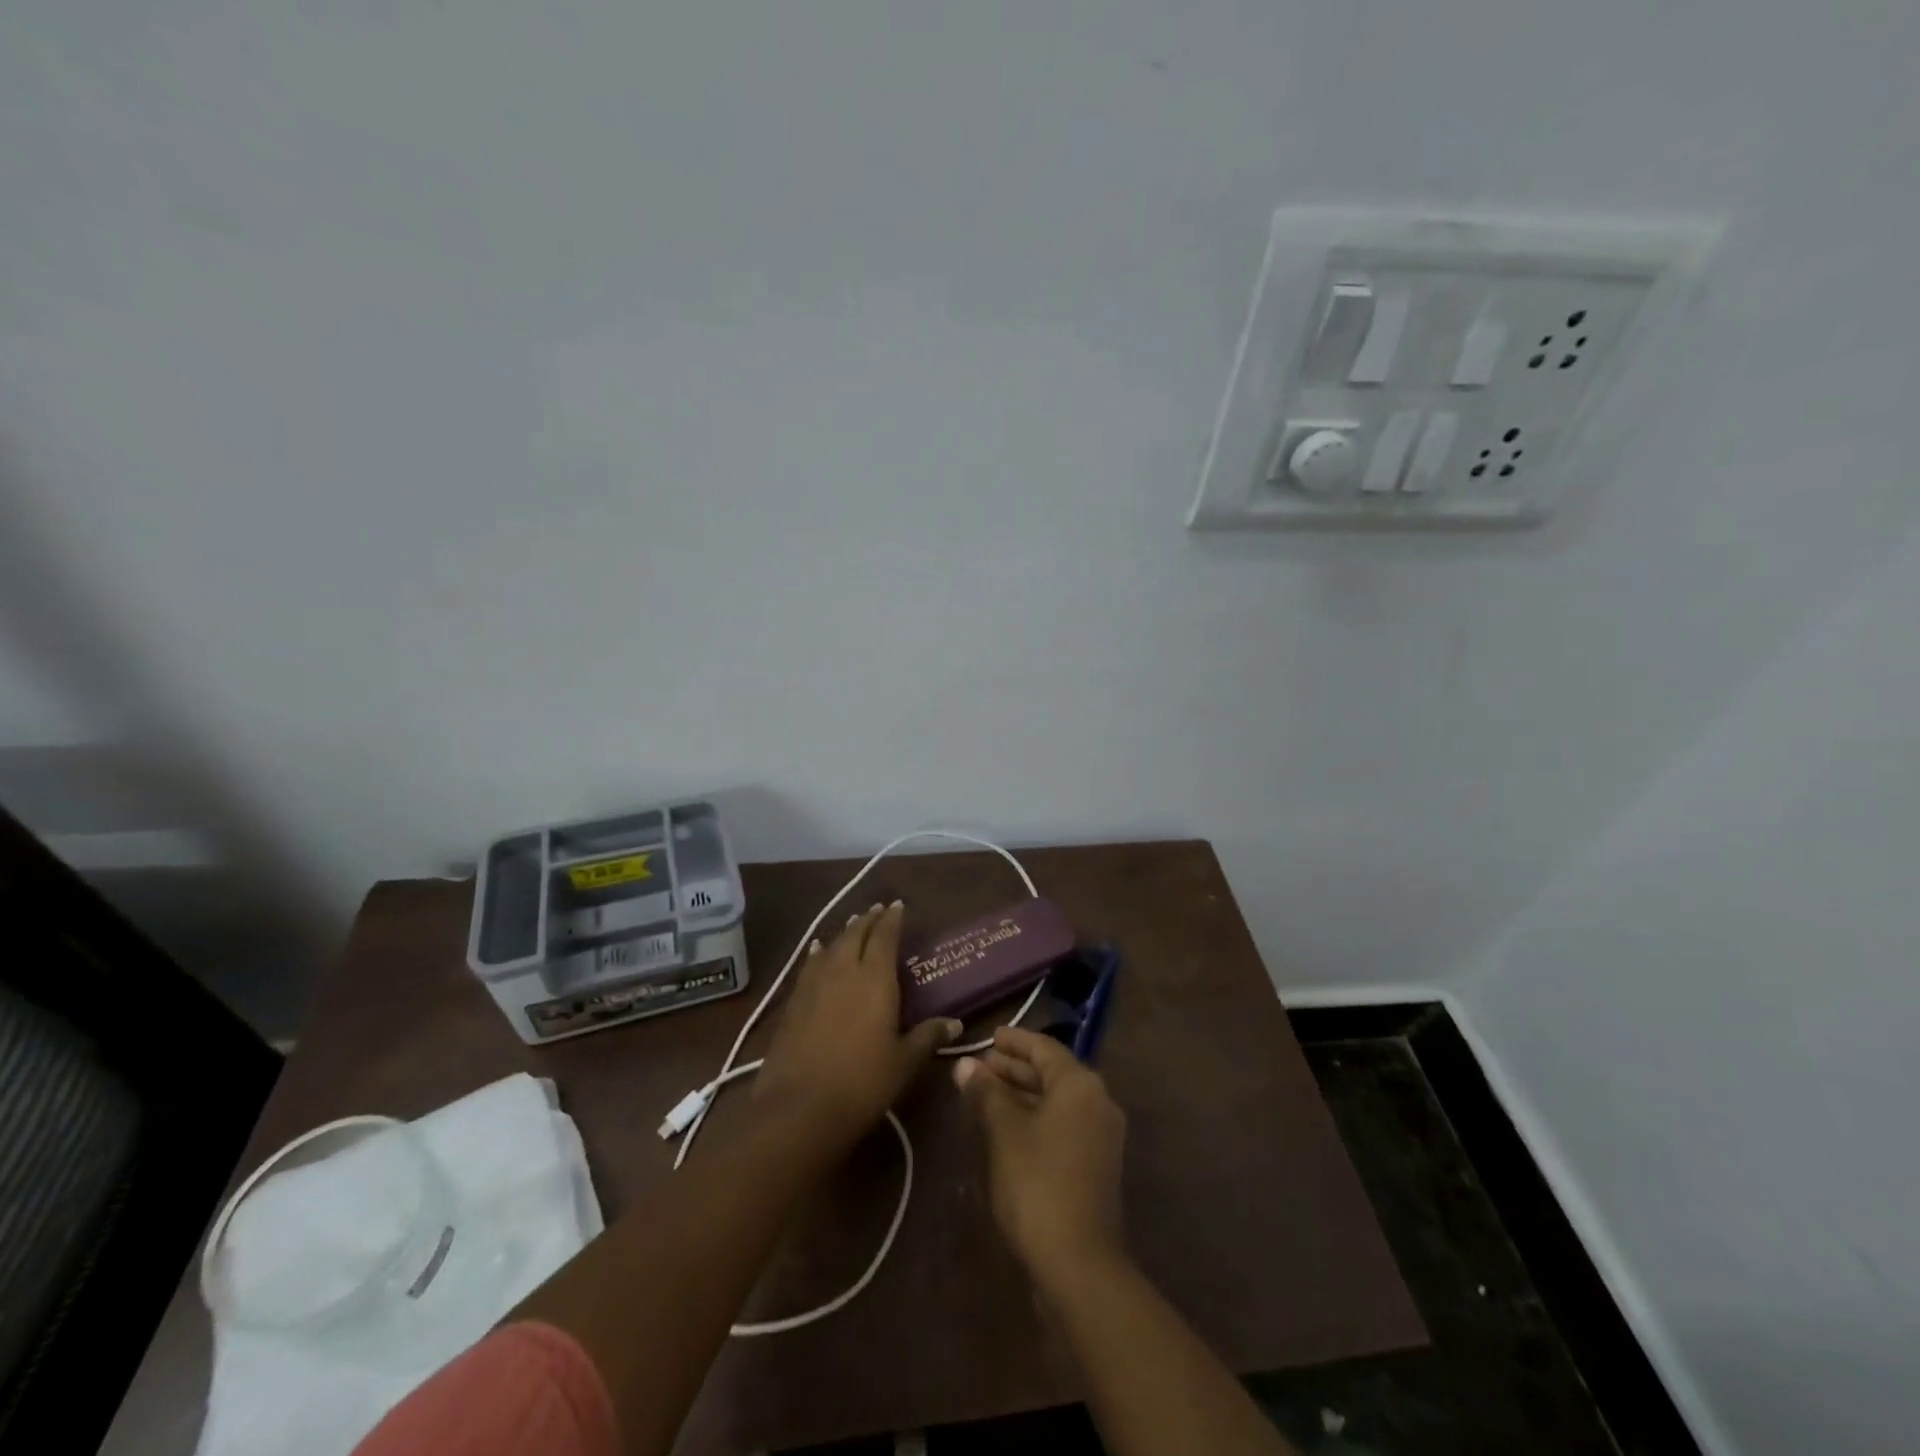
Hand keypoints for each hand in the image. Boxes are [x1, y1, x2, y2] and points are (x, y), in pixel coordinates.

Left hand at [757, 901, 960, 1147]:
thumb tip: (956, 1023)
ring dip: (844, 933)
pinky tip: (817, 953)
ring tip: (852, 924)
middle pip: (856, 935)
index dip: (892, 919)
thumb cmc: (862, 1083)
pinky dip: (818, 954)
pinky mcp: (793, 1003)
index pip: (885, 937)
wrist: (799, 1108)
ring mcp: (814, 985)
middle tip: (877, 910)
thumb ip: (928, 1037)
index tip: (897, 905)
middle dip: (868, 920)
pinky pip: (810, 966)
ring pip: (831, 947)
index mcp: (875, 979)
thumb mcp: (904, 1063)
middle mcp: (844, 971)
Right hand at [953, 1026, 1126, 1286]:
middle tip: (980, 1067)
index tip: (988, 1036)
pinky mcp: (1095, 1165)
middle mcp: (1098, 1102)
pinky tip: (1006, 1128)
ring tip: (985, 1094)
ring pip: (1056, 1101)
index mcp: (1080, 1085)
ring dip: (1022, 1094)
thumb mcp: (1004, 1132)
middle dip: (1014, 1068)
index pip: (1044, 1048)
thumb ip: (986, 1093)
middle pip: (1052, 1073)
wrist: (1078, 1264)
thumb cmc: (1037, 1183)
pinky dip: (1035, 1118)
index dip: (1014, 1041)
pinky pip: (1062, 1125)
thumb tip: (965, 1064)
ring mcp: (1100, 1136)